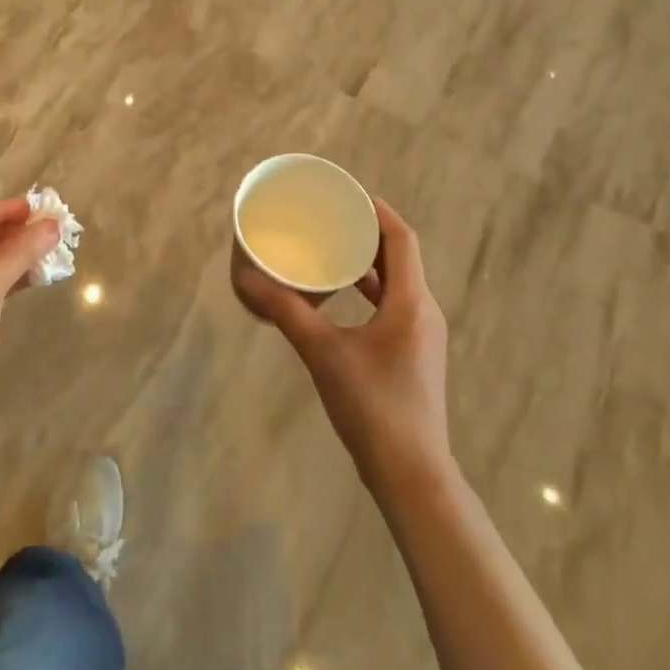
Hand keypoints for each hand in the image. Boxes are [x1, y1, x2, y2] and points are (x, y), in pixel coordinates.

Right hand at [237, 200, 451, 490]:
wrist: (412, 476)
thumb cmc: (372, 406)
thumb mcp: (323, 352)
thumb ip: (286, 312)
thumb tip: (247, 279)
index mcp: (411, 301)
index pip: (402, 238)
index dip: (377, 211)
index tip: (346, 194)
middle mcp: (423, 311)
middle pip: (400, 256)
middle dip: (368, 232)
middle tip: (331, 216)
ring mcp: (421, 335)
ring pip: (398, 282)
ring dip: (369, 261)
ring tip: (332, 248)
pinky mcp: (413, 354)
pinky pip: (394, 304)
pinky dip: (370, 289)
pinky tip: (342, 296)